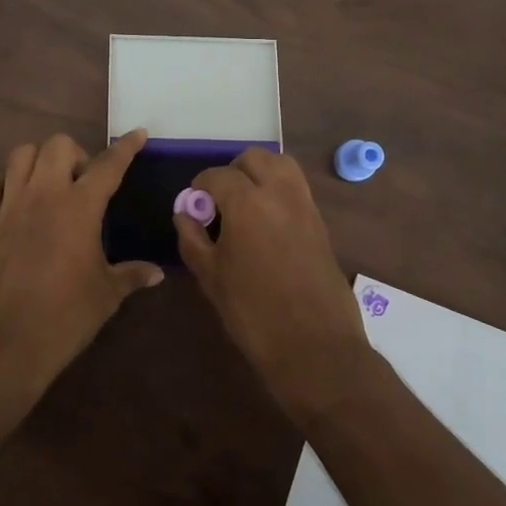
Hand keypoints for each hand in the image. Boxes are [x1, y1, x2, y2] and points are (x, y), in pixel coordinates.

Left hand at [0, 130, 163, 401]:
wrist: (5, 345)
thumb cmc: (65, 318)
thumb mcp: (107, 296)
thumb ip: (131, 275)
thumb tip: (157, 272)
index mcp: (79, 208)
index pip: (108, 165)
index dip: (126, 147)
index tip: (137, 134)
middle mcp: (43, 196)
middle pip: (57, 145)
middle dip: (76, 154)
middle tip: (84, 183)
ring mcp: (9, 207)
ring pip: (20, 155)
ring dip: (38, 161)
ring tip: (49, 184)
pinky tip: (9, 200)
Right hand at [173, 148, 374, 421]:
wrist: (315, 347)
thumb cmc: (253, 313)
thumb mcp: (211, 277)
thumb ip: (192, 238)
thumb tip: (185, 213)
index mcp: (247, 202)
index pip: (217, 175)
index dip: (200, 186)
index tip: (193, 204)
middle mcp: (279, 193)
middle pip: (255, 158)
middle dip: (233, 171)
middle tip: (220, 200)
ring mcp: (305, 206)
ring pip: (282, 166)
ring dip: (260, 173)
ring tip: (245, 204)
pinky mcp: (321, 224)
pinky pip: (297, 189)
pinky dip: (279, 191)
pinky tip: (266, 222)